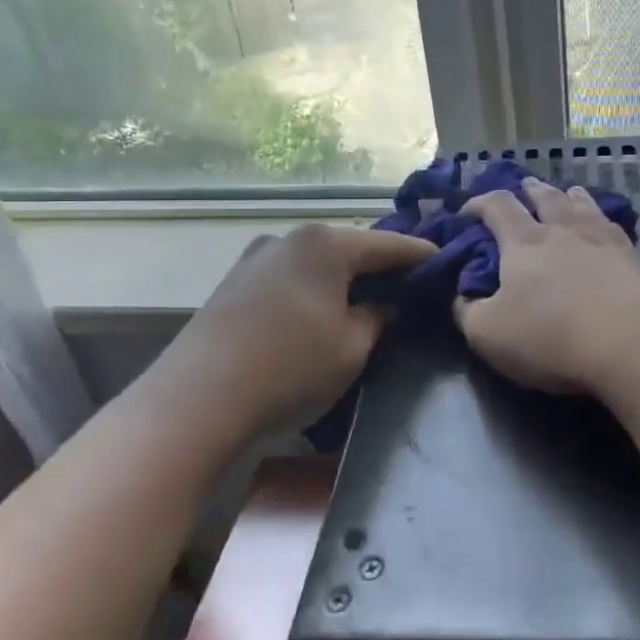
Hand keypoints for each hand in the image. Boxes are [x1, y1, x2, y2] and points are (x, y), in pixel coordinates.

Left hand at [160, 225, 435, 445]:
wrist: (194, 401)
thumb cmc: (288, 370)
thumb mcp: (351, 349)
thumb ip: (378, 318)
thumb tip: (386, 304)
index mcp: (325, 245)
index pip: (389, 244)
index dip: (421, 255)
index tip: (446, 262)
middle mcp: (290, 238)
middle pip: (350, 248)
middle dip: (380, 266)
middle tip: (409, 286)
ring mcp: (256, 257)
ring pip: (316, 262)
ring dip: (343, 278)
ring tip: (366, 300)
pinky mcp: (233, 282)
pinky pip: (290, 276)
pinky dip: (313, 288)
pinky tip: (320, 311)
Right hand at [454, 177, 639, 393]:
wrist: (632, 343)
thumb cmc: (551, 337)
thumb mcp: (488, 334)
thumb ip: (467, 311)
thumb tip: (461, 295)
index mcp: (523, 242)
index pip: (497, 206)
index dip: (478, 203)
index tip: (467, 212)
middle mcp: (561, 229)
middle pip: (544, 196)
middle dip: (529, 190)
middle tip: (523, 188)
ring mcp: (601, 239)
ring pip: (581, 204)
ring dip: (568, 195)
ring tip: (566, 193)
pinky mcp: (632, 257)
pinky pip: (611, 224)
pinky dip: (601, 217)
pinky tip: (604, 223)